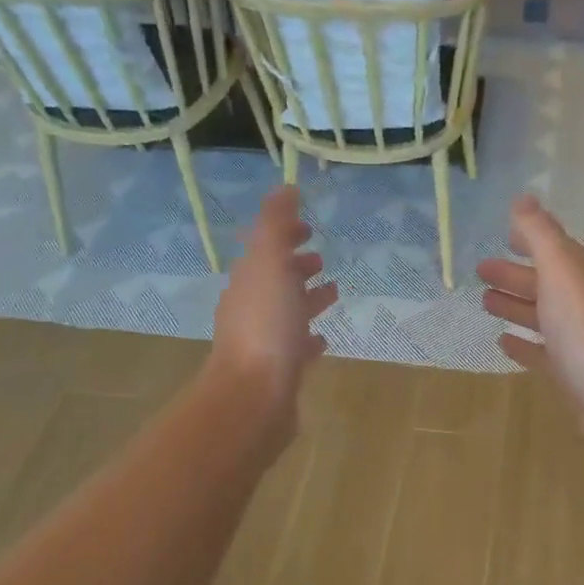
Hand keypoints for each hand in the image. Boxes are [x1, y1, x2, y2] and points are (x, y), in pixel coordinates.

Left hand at [210, 188, 336, 433]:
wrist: (253, 396)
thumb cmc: (265, 326)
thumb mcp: (270, 263)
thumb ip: (276, 225)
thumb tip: (285, 187)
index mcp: (248, 281)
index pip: (264, 249)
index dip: (284, 235)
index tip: (308, 228)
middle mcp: (252, 309)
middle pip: (275, 280)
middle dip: (296, 266)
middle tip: (320, 259)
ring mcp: (265, 341)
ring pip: (288, 313)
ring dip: (307, 299)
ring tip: (335, 291)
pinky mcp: (279, 372)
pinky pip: (297, 348)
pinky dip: (309, 339)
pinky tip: (323, 340)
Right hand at [478, 195, 583, 449]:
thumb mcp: (561, 272)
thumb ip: (540, 235)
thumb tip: (524, 198)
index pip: (556, 248)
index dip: (532, 238)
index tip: (505, 233)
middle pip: (547, 282)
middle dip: (516, 274)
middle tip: (480, 271)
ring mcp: (581, 341)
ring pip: (544, 316)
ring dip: (516, 306)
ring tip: (484, 302)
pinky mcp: (574, 375)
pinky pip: (544, 352)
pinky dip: (524, 344)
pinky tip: (503, 343)